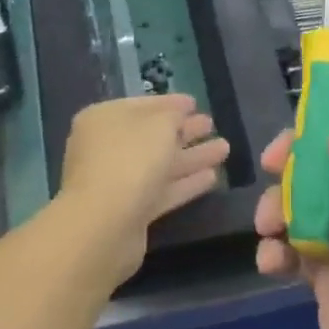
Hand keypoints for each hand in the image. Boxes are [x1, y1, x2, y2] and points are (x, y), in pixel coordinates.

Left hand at [55, 94, 229, 283]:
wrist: (104, 226)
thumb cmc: (130, 159)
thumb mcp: (159, 124)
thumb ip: (173, 115)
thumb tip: (177, 115)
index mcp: (104, 119)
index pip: (142, 106)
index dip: (170, 103)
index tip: (195, 102)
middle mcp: (107, 148)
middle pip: (152, 136)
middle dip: (184, 130)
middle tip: (211, 124)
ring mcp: (118, 181)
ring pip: (160, 164)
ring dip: (191, 156)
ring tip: (225, 148)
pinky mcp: (130, 211)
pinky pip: (162, 190)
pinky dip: (185, 182)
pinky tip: (212, 177)